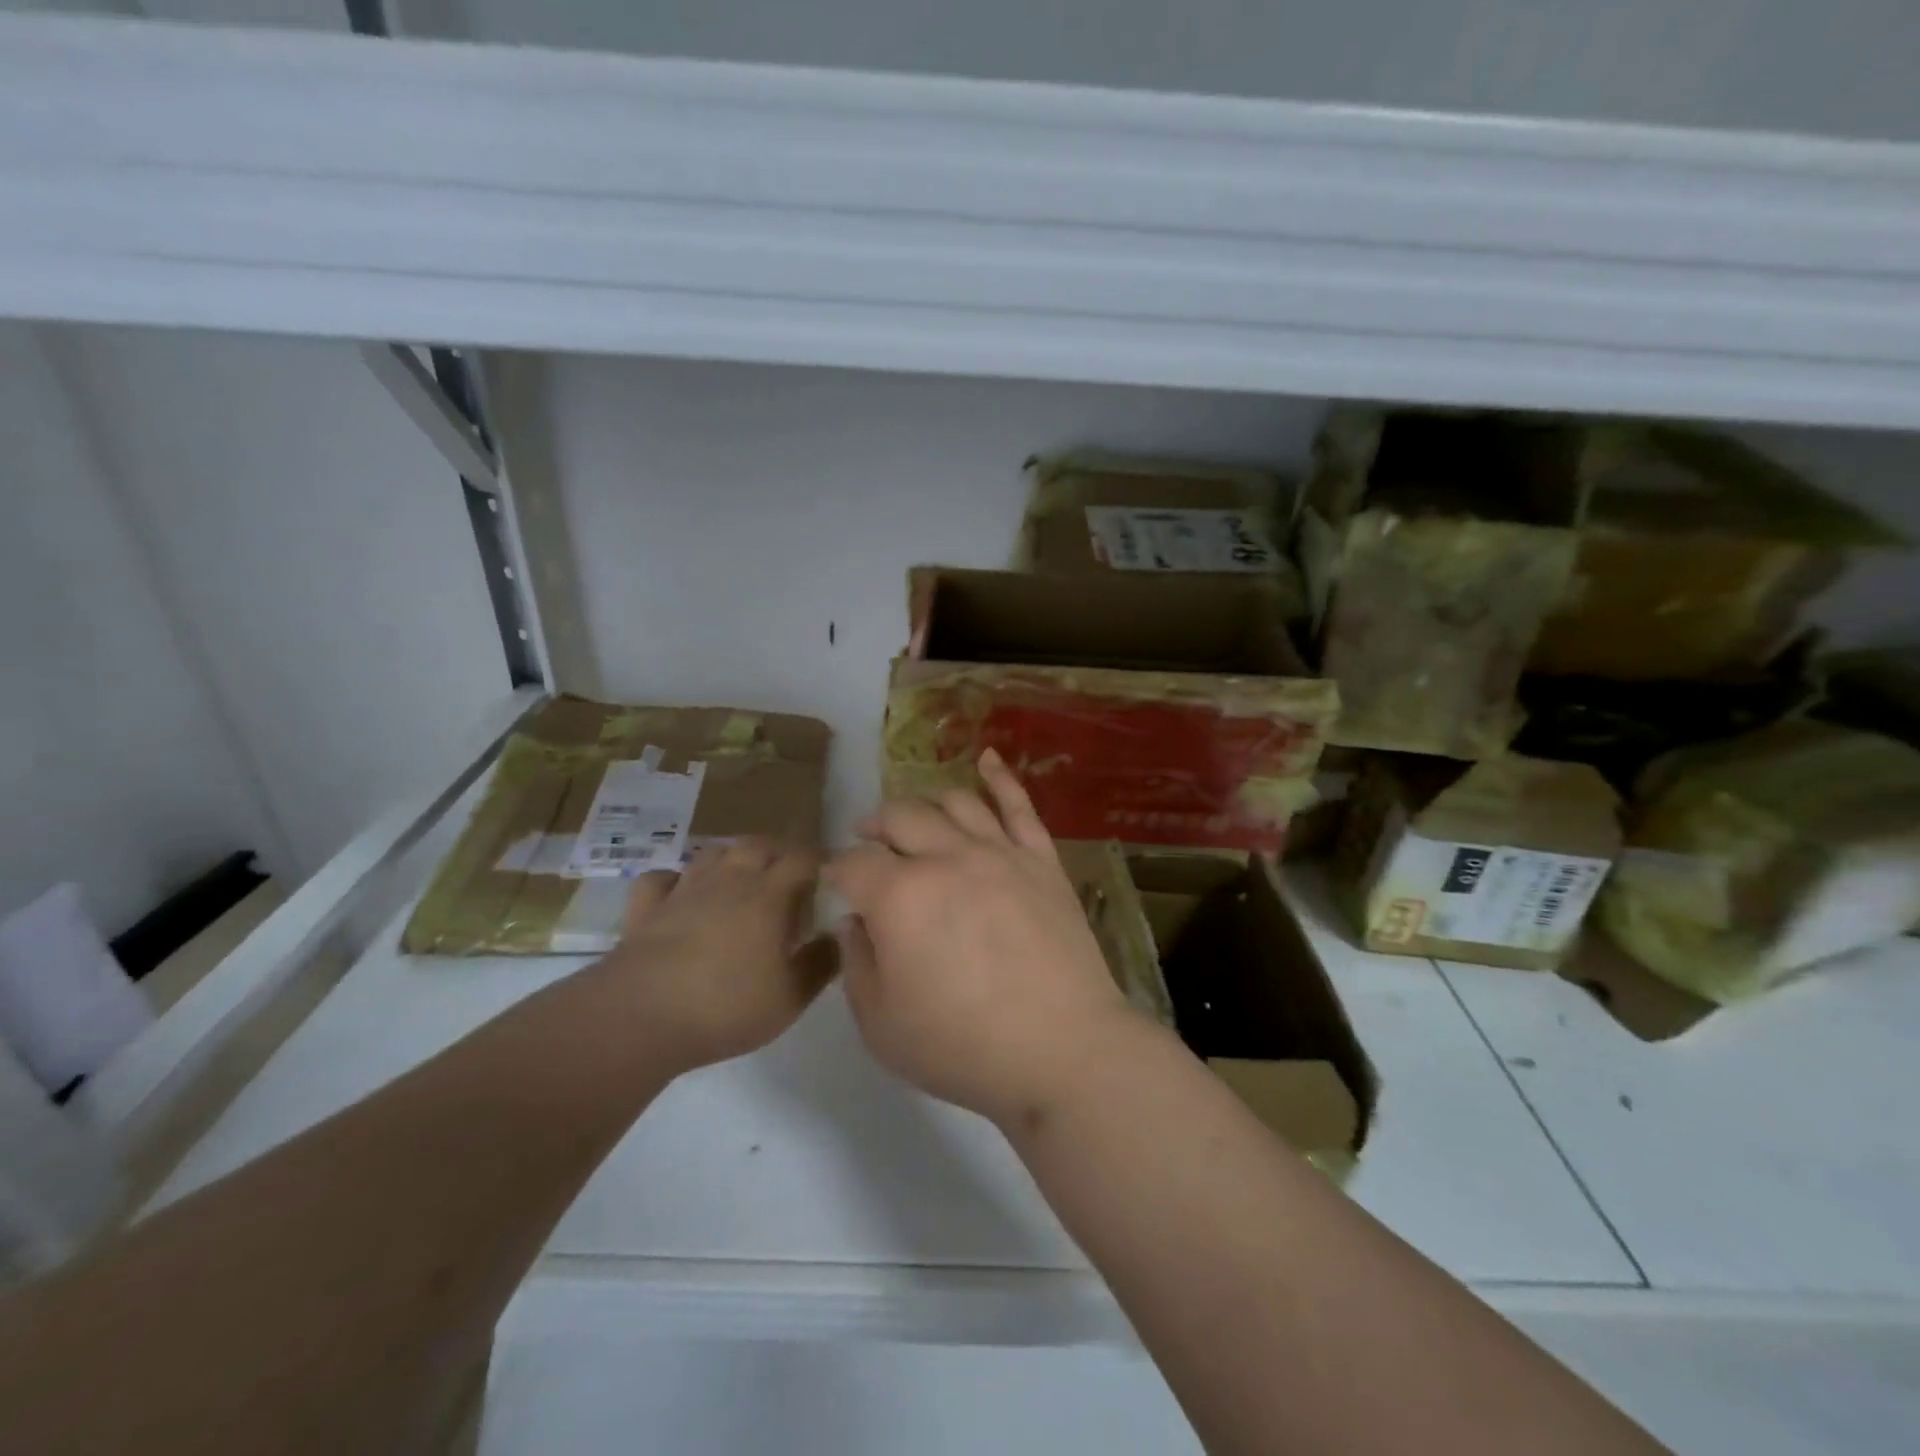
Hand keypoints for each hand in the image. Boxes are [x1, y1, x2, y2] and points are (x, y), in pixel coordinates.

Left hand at [593, 839, 837, 1074]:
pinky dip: (674, 880)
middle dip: (777, 851)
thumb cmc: (726, 1007)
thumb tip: (838, 936)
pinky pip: (661, 879)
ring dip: (730, 858)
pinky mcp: (646, 908)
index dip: (819, 860)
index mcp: (768, 896)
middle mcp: (728, 881)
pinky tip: (680, 894)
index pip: (802, 859)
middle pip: (757, 844)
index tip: (830, 873)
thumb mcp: (790, 997)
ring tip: (740, 879)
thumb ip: (821, 964)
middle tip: (788, 875)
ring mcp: (683, 891)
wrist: (640, 1017)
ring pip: (711, 853)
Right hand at [827, 750, 1138, 1128]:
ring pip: (954, 803)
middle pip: (899, 818)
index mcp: (900, 896)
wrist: (1062, 1051)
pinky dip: (1000, 777)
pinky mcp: (1041, 860)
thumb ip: (856, 963)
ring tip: (914, 817)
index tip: (838, 886)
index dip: (838, 872)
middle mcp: (947, 858)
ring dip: (924, 803)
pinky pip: (1019, 806)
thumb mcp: (880, 1024)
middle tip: (867, 841)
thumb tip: (856, 921)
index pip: (854, 863)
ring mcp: (1000, 853)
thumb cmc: (962, 1047)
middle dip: (874, 826)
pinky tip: (988, 758)